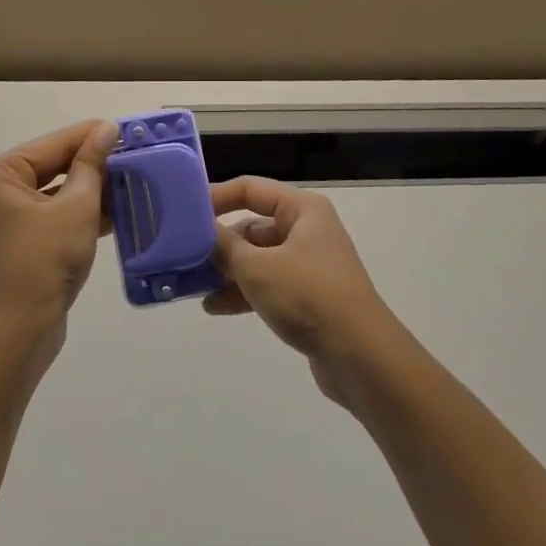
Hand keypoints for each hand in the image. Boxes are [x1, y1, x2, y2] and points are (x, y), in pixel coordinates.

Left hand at [0, 120, 118, 360]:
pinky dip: (80, 212)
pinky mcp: (19, 242)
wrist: (21, 330)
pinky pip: (52, 214)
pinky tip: (115, 210)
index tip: (125, 129)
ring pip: (55, 191)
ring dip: (90, 189)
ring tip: (130, 181)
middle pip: (53, 165)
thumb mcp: (77, 205)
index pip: (53, 144)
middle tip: (132, 155)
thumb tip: (107, 128)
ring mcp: (5, 218)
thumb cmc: (45, 259)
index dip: (91, 136)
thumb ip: (92, 164)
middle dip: (92, 164)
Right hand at [204, 177, 395, 405]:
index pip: (250, 189)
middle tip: (184, 256)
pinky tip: (215, 307)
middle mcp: (307, 229)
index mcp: (302, 209)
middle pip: (253, 225)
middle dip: (220, 242)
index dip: (216, 197)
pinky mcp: (308, 295)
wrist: (361, 356)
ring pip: (258, 258)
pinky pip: (268, 284)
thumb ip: (224, 246)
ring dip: (227, 271)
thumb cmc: (309, 296)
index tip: (184, 213)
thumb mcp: (258, 268)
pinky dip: (244, 291)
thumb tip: (200, 231)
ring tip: (193, 286)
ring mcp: (309, 264)